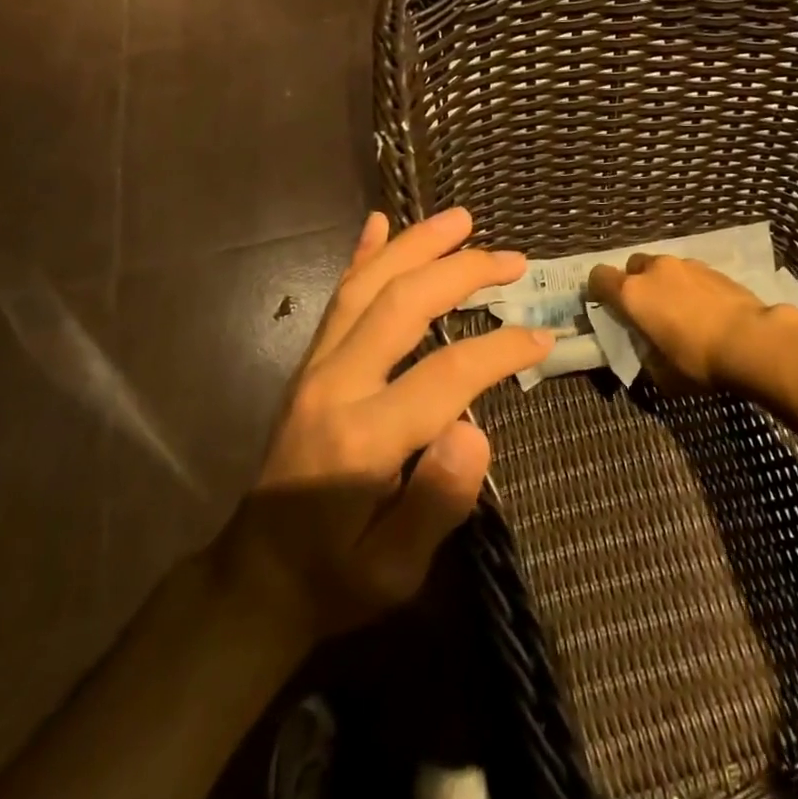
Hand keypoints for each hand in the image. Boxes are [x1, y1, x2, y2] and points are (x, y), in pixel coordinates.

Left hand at [213, 208, 549, 643]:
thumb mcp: (393, 572)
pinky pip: (337, 299)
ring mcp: (314, 368)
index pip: (446, 374)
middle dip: (462, 273)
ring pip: (366, 287)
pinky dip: (361, 256)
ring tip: (460, 218)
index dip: (500, 349)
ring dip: (416, 246)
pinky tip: (378, 224)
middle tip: (512, 259)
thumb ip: (436, 504)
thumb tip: (475, 430)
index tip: (543, 337)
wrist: (254, 580)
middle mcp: (334, 385)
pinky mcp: (308, 365)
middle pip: (401, 304)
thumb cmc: (334, 579)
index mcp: (362, 438)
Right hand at [587, 253, 769, 390]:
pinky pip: (690, 273)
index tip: (606, 307)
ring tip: (679, 310)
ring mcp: (686, 265)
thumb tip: (646, 350)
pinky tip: (705, 310)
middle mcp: (654, 271)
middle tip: (647, 310)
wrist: (752, 341)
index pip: (598, 277)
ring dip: (664, 284)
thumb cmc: (697, 361)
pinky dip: (690, 287)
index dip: (598, 290)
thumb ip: (644, 354)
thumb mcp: (661, 372)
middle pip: (632, 266)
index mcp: (632, 294)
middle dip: (635, 283)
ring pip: (663, 268)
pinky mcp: (713, 269)